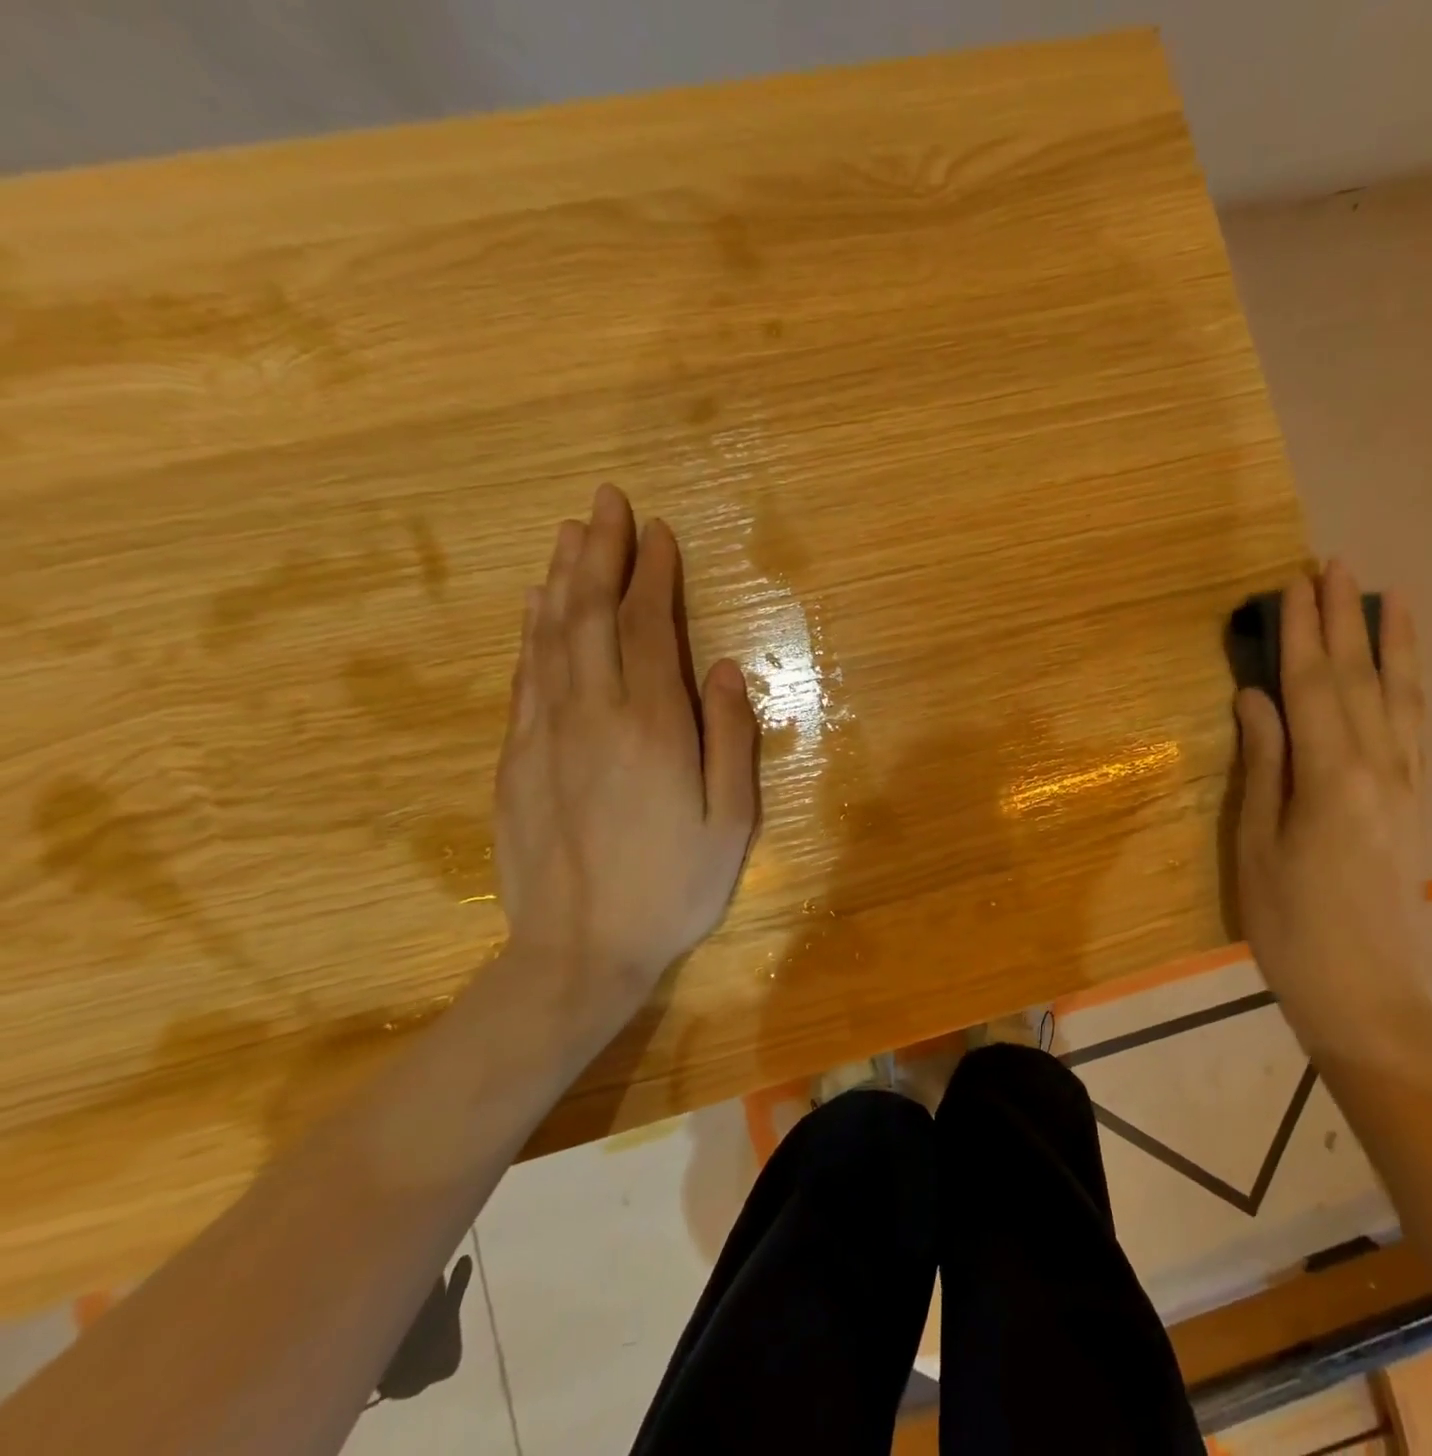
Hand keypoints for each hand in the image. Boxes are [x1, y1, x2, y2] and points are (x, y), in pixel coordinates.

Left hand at [492, 485, 757, 1030]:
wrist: (578, 952)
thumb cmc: (673, 887)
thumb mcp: (731, 821)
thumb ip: (732, 739)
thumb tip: (727, 669)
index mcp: (653, 727)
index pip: (651, 628)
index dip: (654, 575)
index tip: (659, 532)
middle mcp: (593, 714)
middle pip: (592, 615)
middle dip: (601, 553)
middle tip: (607, 502)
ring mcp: (546, 734)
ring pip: (551, 636)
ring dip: (563, 579)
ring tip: (570, 533)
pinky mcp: (516, 758)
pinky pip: (525, 676)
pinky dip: (533, 631)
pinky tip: (536, 606)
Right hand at [1233, 562, 1425, 1059]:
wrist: (1366, 994)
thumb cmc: (1291, 925)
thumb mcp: (1257, 845)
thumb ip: (1263, 765)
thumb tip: (1256, 698)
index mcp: (1330, 777)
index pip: (1313, 687)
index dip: (1303, 633)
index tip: (1295, 584)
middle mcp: (1378, 768)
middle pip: (1359, 679)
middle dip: (1346, 619)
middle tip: (1335, 565)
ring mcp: (1404, 785)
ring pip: (1398, 697)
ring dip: (1391, 642)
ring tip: (1390, 595)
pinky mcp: (1414, 803)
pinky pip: (1414, 728)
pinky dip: (1410, 687)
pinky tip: (1404, 670)